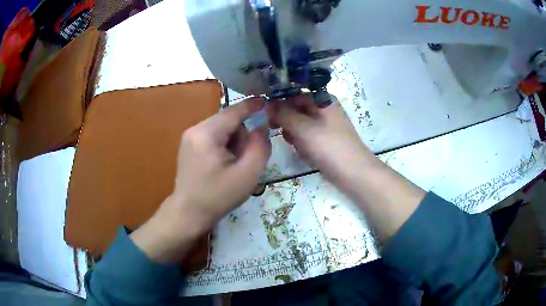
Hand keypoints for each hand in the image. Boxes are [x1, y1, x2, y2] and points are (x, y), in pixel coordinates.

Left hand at [132, 99, 270, 262]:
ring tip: (232, 167)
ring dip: (233, 143)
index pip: (234, 111)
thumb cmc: (218, 196)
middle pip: (228, 121)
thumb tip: (262, 127)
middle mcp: (195, 129)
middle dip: (241, 136)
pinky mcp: (189, 145)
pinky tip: (222, 166)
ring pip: (222, 129)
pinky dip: (224, 147)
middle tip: (243, 161)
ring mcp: (189, 137)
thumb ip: (260, 147)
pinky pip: (213, 137)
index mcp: (206, 134)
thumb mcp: (247, 174)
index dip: (252, 105)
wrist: (188, 213)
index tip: (267, 101)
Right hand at [268, 95, 375, 186]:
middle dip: (288, 123)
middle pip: (295, 110)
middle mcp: (323, 108)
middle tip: (287, 136)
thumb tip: (267, 105)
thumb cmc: (328, 146)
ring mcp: (325, 125)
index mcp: (321, 99)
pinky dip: (303, 144)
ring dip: (295, 136)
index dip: (279, 104)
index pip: (293, 94)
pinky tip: (307, 154)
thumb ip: (283, 114)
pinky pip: (306, 137)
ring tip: (300, 147)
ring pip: (299, 125)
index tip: (268, 117)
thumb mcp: (302, 128)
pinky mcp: (325, 139)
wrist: (353, 173)